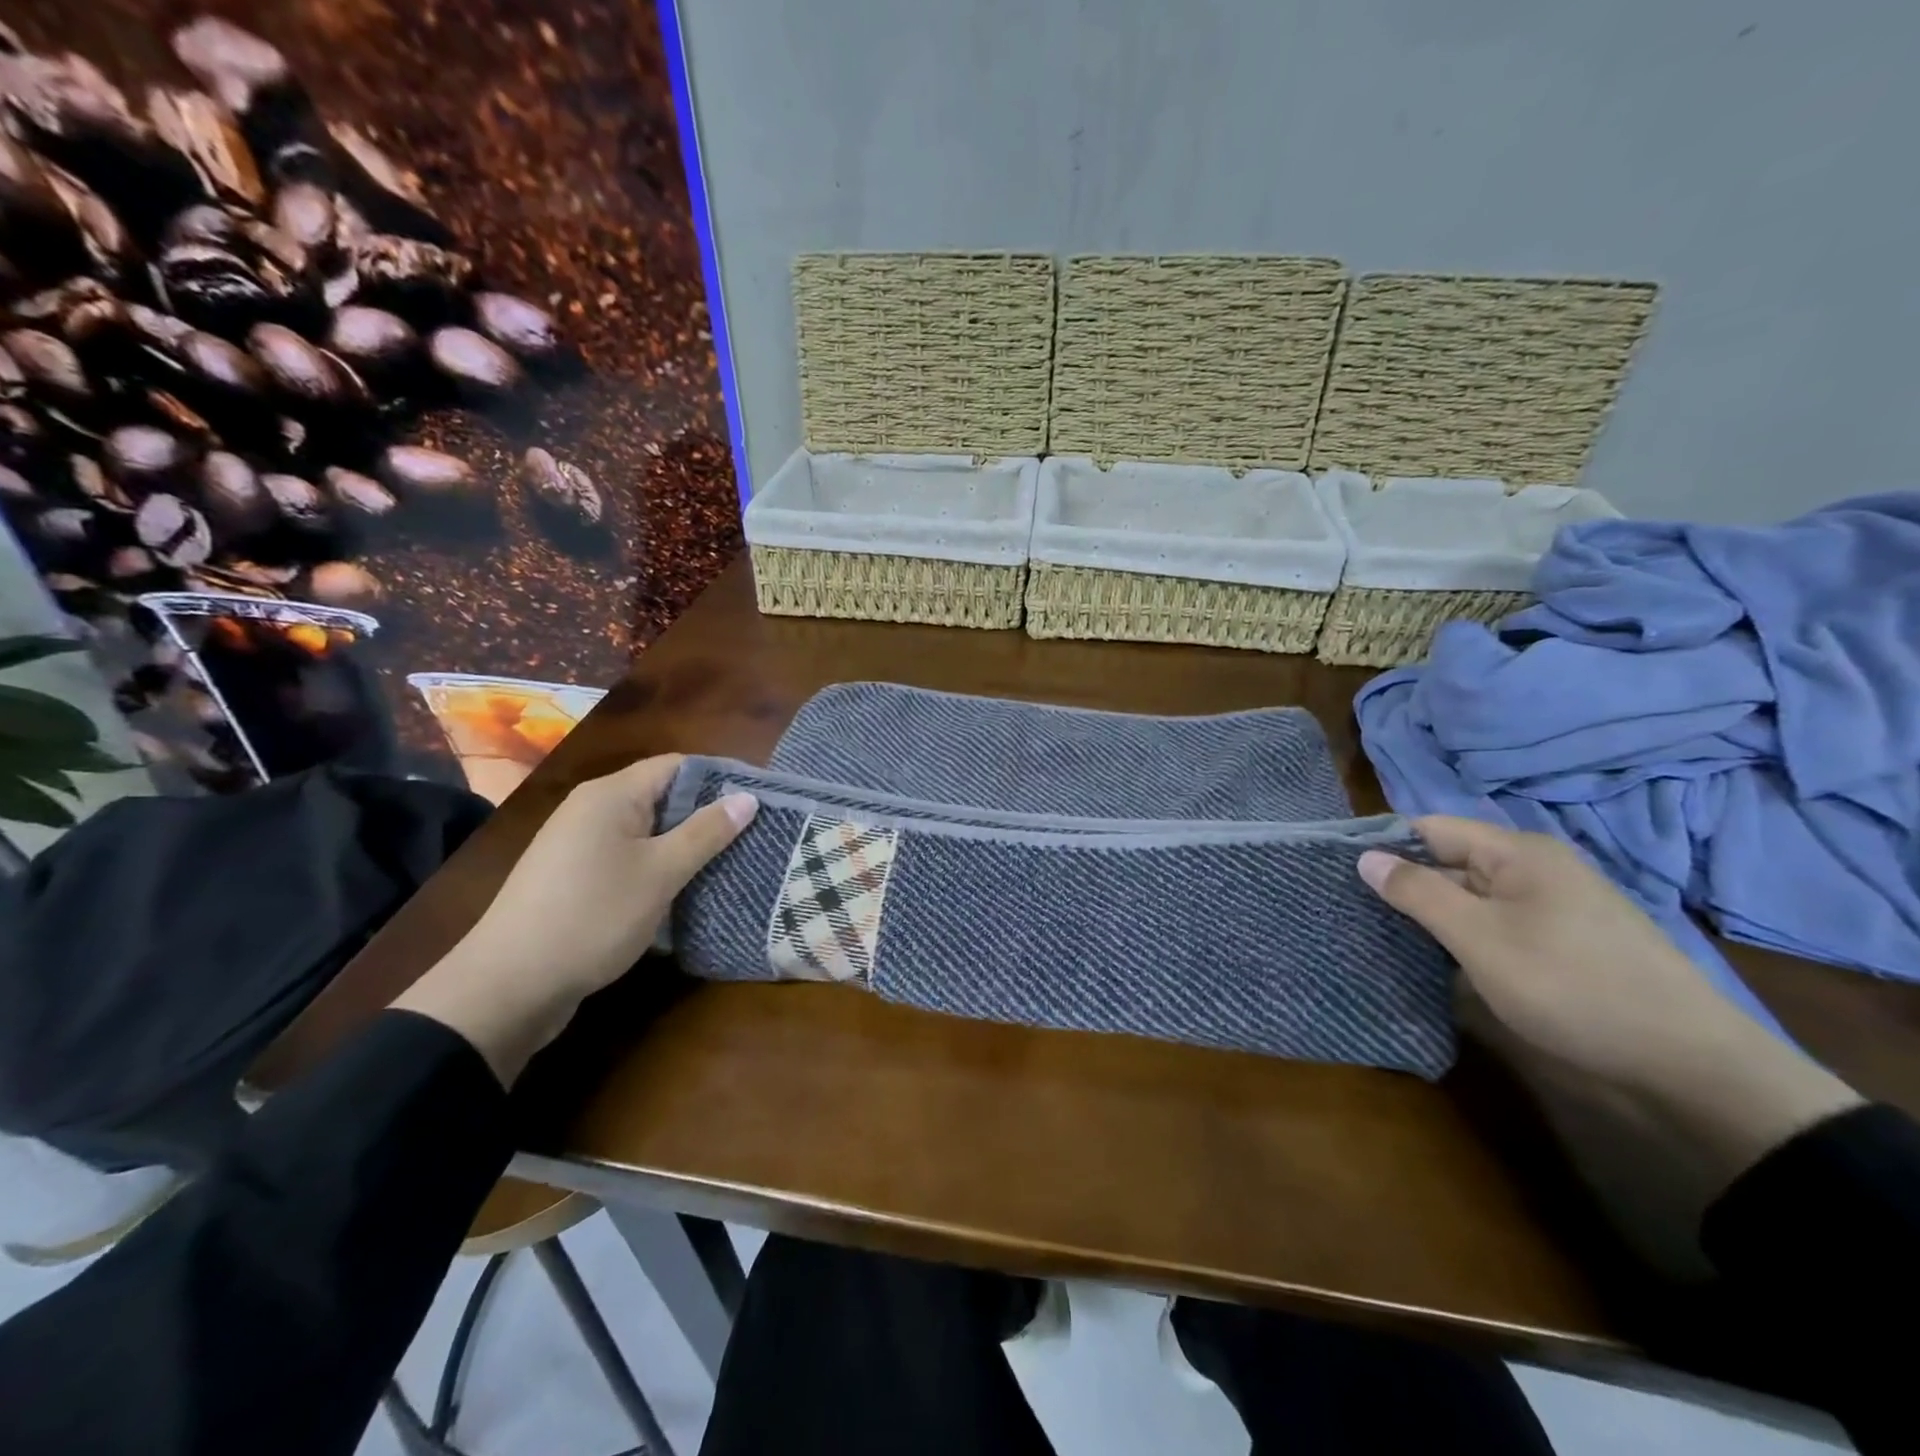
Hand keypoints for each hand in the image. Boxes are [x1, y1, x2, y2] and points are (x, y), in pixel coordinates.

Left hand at [393, 755, 756, 1084]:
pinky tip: (682, 889)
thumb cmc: (592, 916)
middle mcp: (591, 809)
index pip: (676, 766)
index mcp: (610, 795)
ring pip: (645, 830)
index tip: (758, 801)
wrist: (508, 986)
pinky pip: (627, 856)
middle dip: (705, 814)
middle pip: (661, 795)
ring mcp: (577, 844)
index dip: (719, 779)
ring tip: (727, 862)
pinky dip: (657, 865)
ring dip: (683, 843)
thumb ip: (706, 832)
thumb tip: (747, 797)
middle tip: (751, 835)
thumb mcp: (661, 873)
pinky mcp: (572, 877)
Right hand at [1358, 818, 1859, 1206]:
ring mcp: (1554, 907)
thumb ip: (1418, 892)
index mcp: (1518, 853)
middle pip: (1450, 861)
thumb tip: (1365, 857)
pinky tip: (1436, 960)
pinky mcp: (1563, 943)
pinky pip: (1496, 923)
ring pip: (1472, 896)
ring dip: (1432, 914)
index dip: (1385, 844)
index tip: (1342, 872)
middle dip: (1404, 882)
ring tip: (1382, 935)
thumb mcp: (1479, 937)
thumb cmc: (1571, 986)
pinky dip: (1463, 935)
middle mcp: (1536, 869)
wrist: (1690, 1066)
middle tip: (1353, 909)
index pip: (1430, 828)